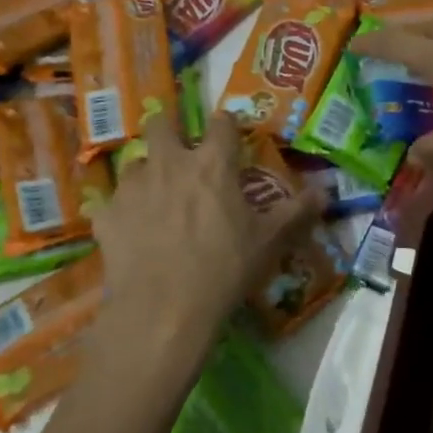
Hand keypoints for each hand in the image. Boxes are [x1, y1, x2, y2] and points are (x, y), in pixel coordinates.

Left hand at [91, 113, 321, 382]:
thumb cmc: (224, 268)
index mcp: (212, 163)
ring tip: (156, 195)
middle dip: (169, 129)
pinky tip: (131, 231)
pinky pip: (112, 202)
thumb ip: (297, 211)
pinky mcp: (106, 216)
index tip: (230, 137)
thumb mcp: (269, 241)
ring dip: (146, 171)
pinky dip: (123, 211)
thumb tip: (326, 191)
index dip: (226, 125)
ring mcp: (133, 188)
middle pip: (160, 123)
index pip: (220, 122)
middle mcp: (169, 163)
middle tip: (180, 152)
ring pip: (134, 161)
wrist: (163, 310)